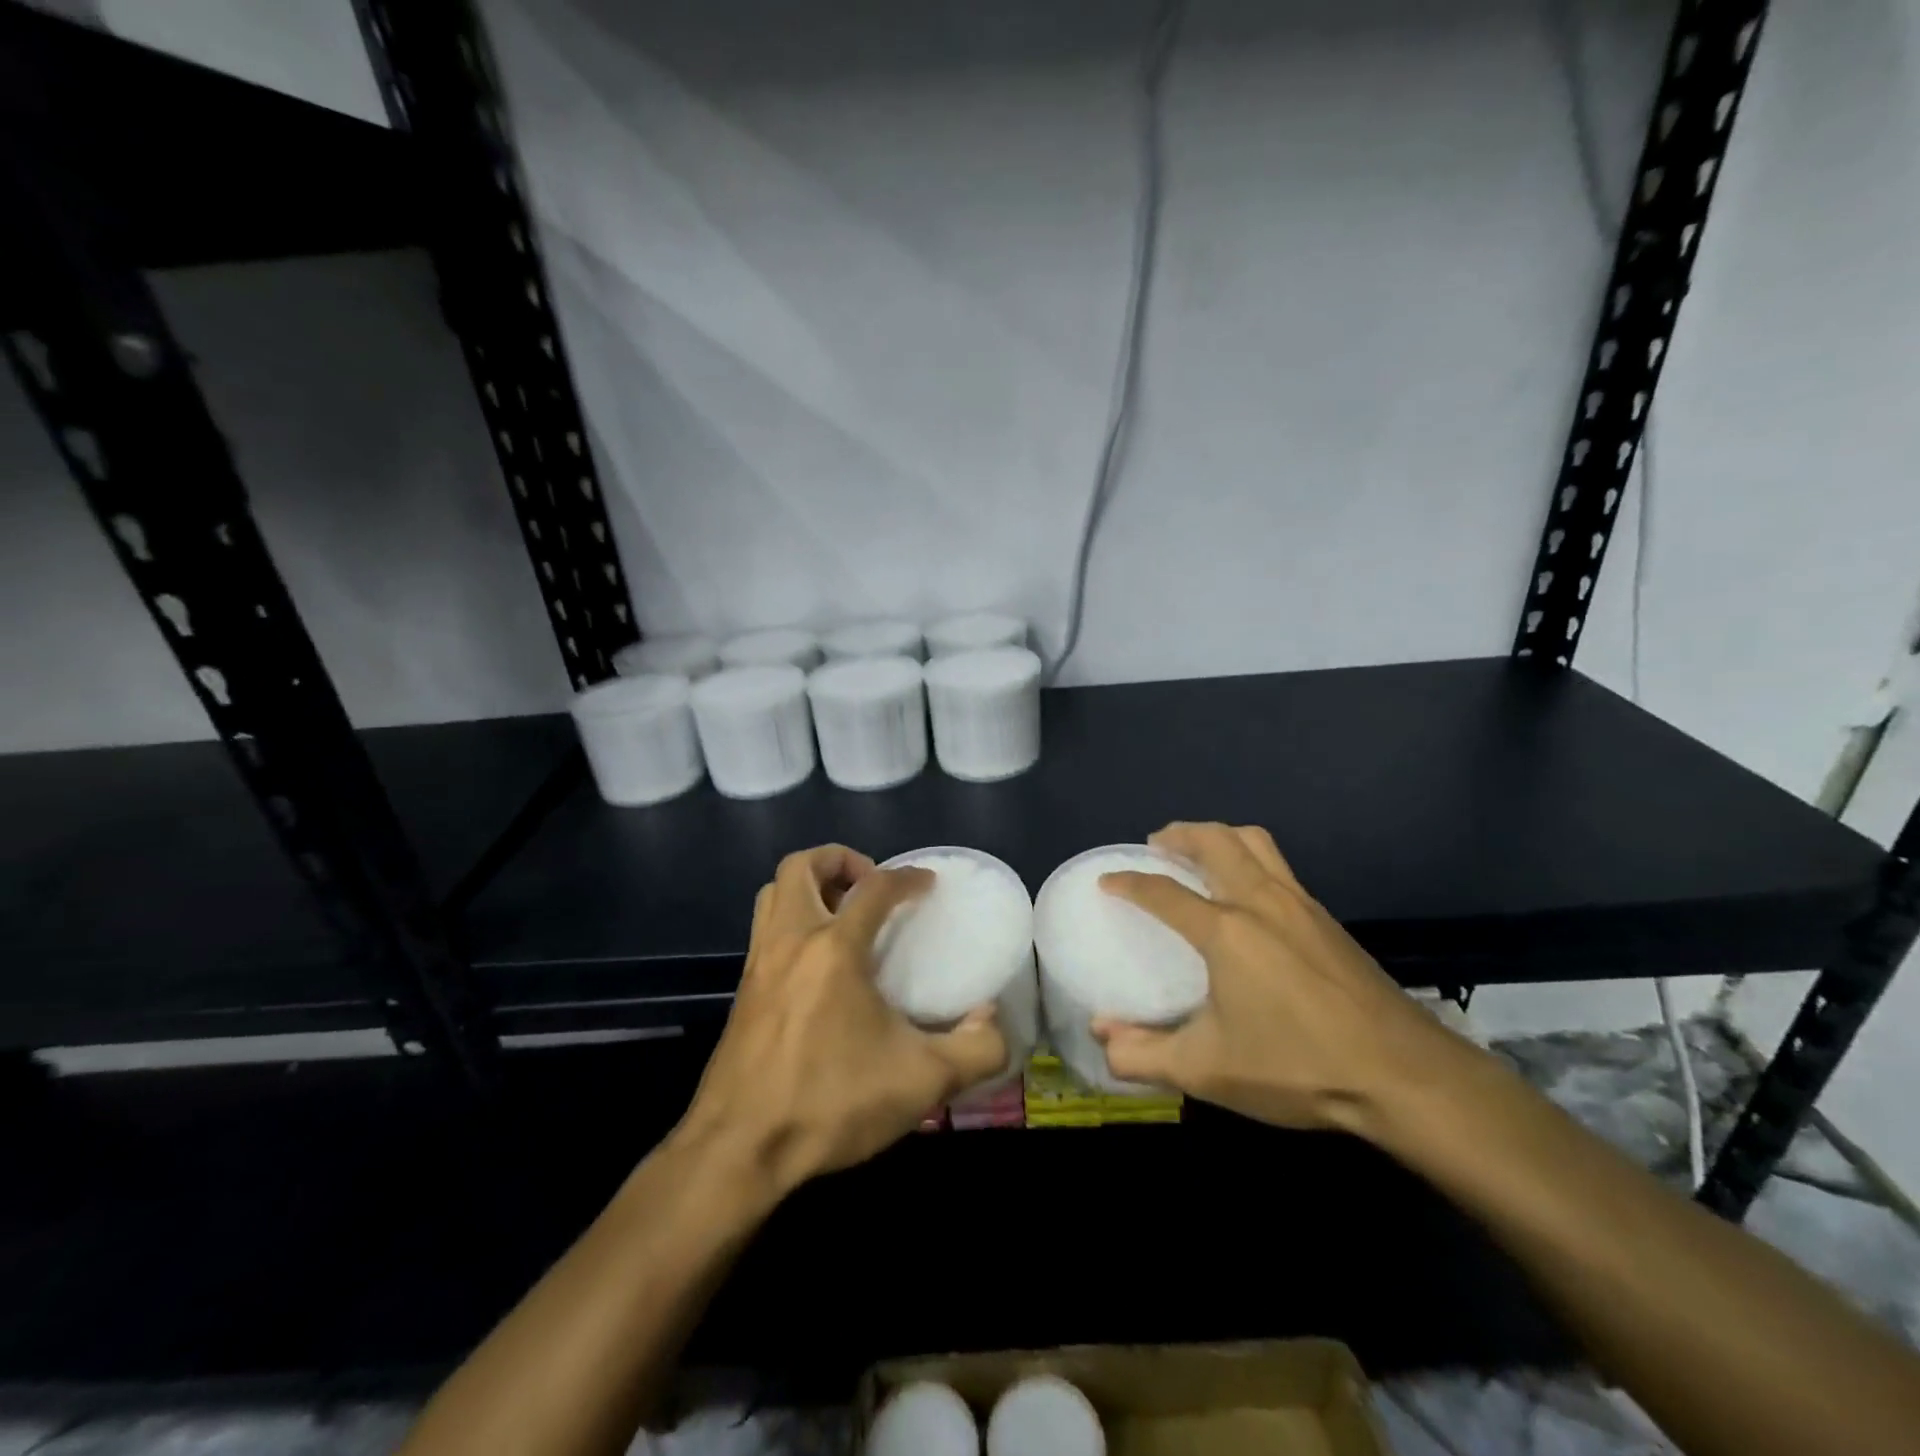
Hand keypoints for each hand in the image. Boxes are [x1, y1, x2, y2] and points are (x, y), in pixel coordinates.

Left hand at [675, 845, 1007, 1194]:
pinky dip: (791, 921)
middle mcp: (791, 941)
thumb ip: (975, 1049)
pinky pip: (765, 930)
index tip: (928, 884)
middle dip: (839, 860)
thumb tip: (992, 1020)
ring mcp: (759, 964)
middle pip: (800, 866)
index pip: (874, 888)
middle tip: (870, 886)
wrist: (739, 1149)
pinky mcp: (742, 992)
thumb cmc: (830, 1103)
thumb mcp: (921, 1082)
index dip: (906, 877)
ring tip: (842, 914)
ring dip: (808, 886)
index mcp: (834, 948)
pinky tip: (817, 964)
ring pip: (773, 893)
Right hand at [1094, 822, 1469, 1137]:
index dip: (1128, 882)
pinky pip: (1278, 865)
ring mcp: (1300, 904)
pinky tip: (1247, 894)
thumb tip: (1102, 1038)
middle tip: (1157, 845)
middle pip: (1215, 840)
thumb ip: (1145, 1054)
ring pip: (1254, 842)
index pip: (1163, 892)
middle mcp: (1260, 901)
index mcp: (1225, 930)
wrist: (1404, 1075)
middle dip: (1179, 834)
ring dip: (1218, 836)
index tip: (1107, 880)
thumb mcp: (1209, 1070)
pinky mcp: (1327, 919)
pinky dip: (1249, 857)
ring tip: (1199, 854)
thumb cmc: (1298, 1066)